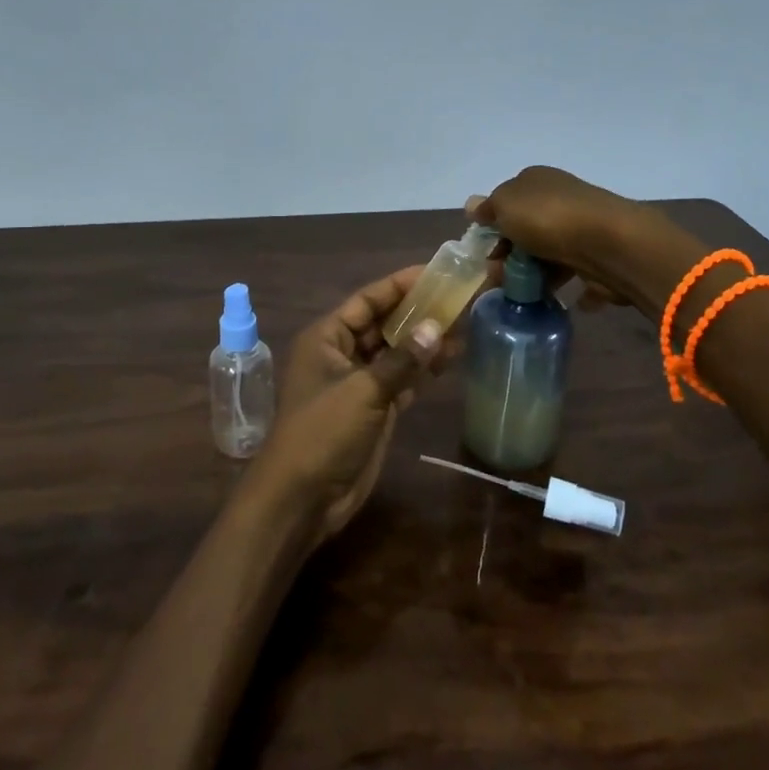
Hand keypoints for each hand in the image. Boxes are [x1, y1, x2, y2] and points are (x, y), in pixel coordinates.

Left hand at [254, 268, 451, 539]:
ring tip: (465, 322)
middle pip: (383, 323)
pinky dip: (424, 370)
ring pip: (396, 351)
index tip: (437, 272)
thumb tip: (438, 327)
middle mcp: (341, 353)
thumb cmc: (322, 432)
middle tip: (460, 296)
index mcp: (327, 337)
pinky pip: (402, 379)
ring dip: (425, 340)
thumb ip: (402, 359)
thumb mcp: (363, 391)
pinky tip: (453, 357)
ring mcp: (358, 382)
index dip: (401, 284)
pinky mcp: (373, 409)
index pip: (368, 299)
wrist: (302, 497)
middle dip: (418, 312)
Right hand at [467, 166, 653, 307]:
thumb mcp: (505, 205)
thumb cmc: (548, 218)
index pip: (508, 201)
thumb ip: (488, 208)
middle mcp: (561, 199)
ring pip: (551, 253)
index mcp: (537, 181)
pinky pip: (579, 273)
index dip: (493, 226)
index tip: (485, 252)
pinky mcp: (601, 256)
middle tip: (499, 278)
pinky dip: (571, 288)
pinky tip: (560, 299)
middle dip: (510, 255)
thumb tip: (473, 205)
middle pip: (527, 230)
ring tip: (524, 295)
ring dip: (536, 275)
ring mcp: (583, 227)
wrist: (609, 244)